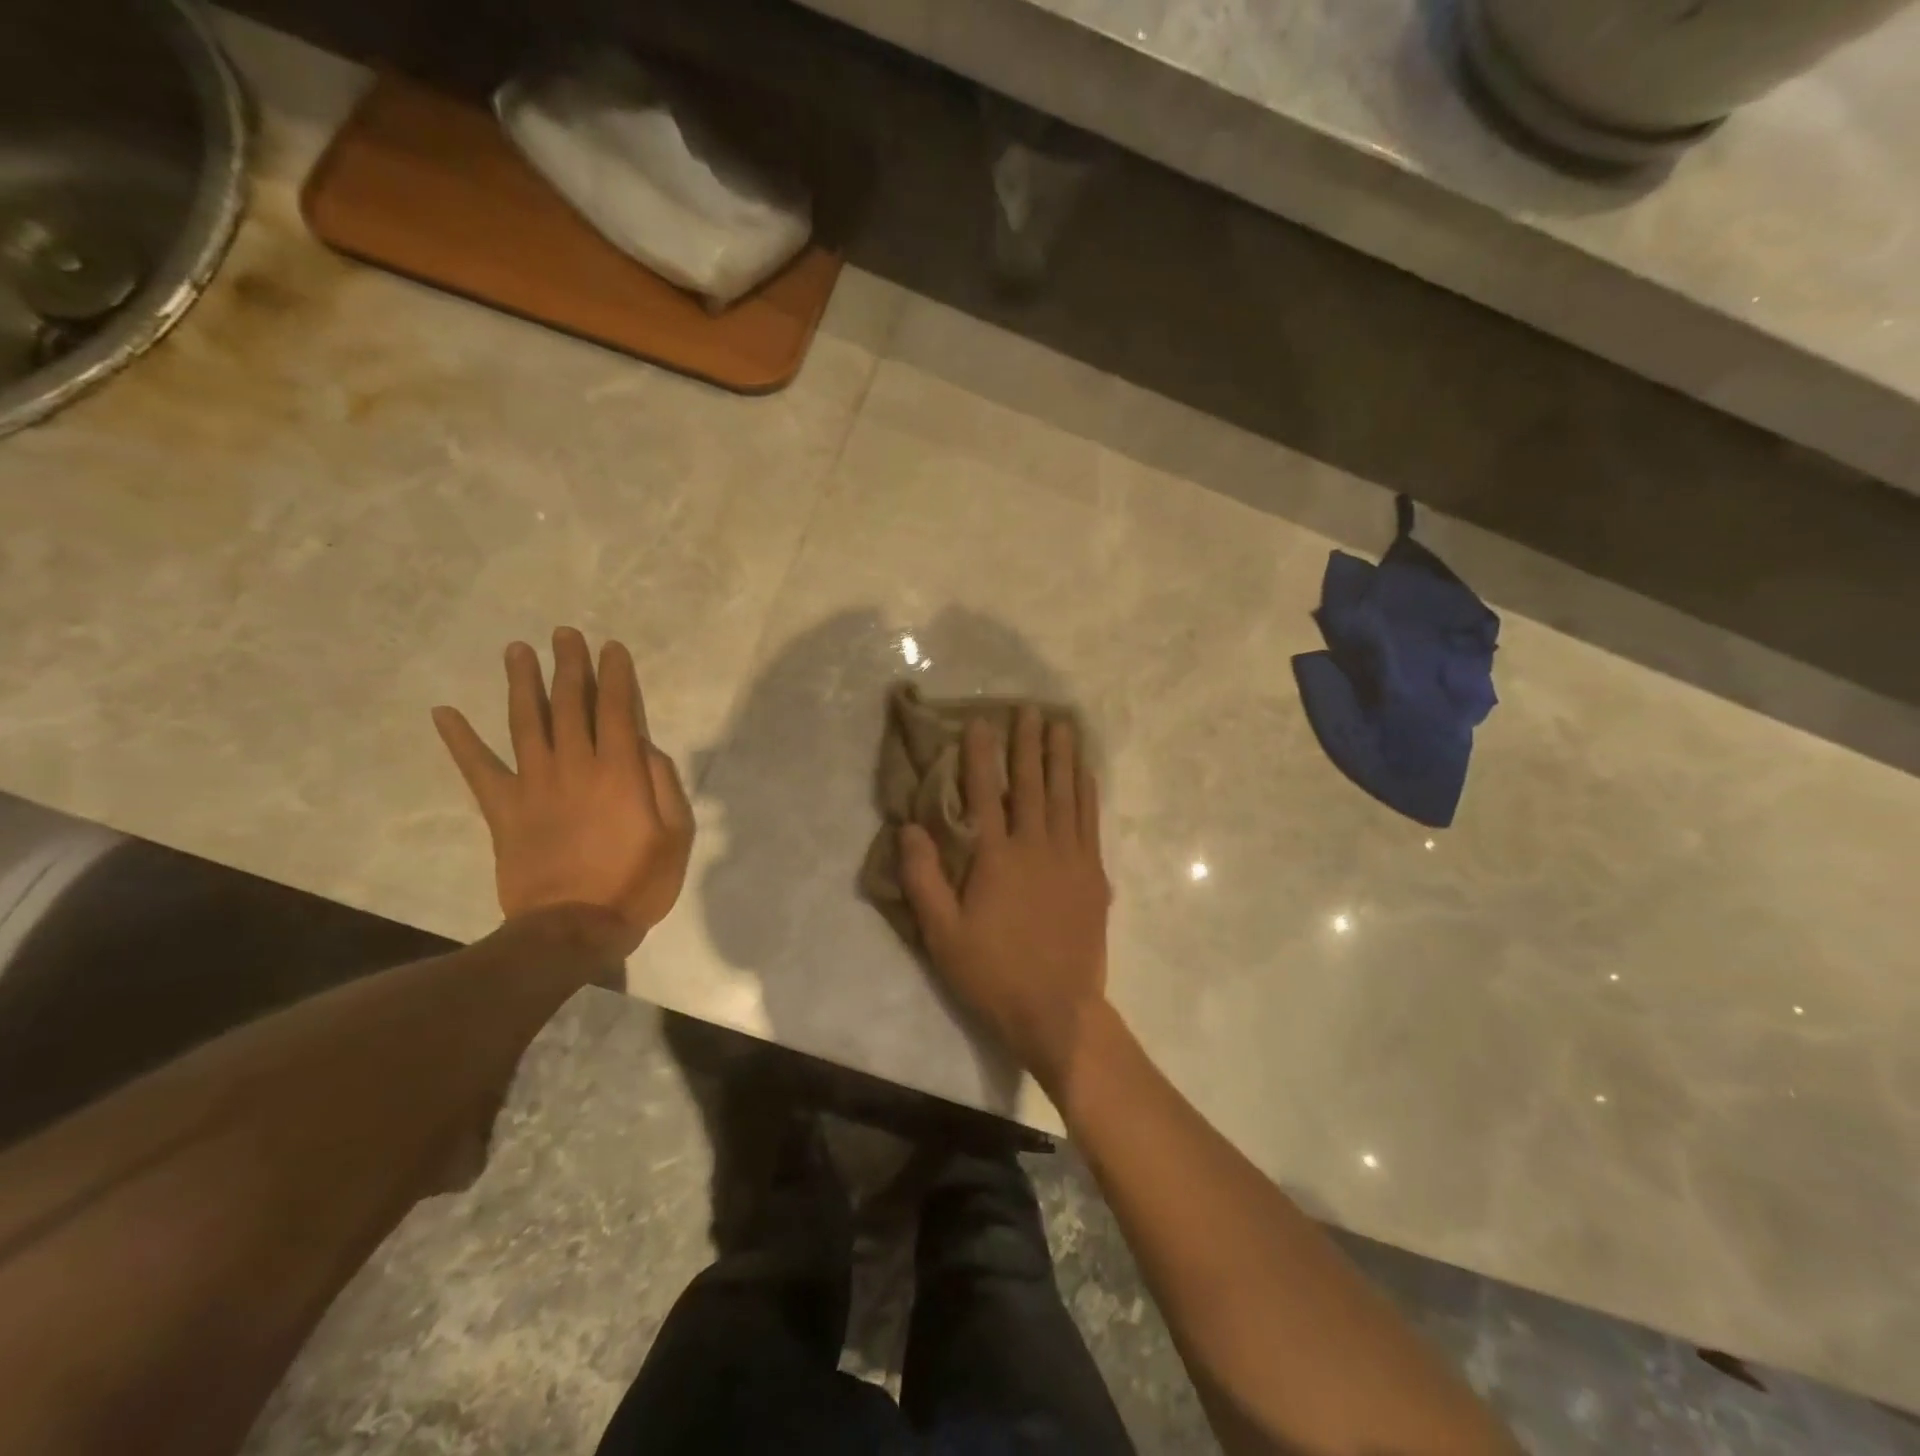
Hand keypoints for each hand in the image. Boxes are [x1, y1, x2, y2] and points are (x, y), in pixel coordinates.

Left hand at [432, 628, 693, 955]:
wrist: (573, 928)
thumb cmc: (637, 882)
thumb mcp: (676, 835)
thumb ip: (665, 785)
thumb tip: (647, 748)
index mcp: (619, 771)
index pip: (616, 709)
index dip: (615, 676)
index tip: (611, 648)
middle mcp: (574, 766)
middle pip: (570, 705)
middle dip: (569, 666)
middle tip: (564, 634)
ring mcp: (534, 785)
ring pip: (526, 723)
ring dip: (522, 684)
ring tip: (517, 651)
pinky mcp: (503, 809)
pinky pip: (478, 769)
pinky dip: (460, 741)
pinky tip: (444, 713)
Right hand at [900, 707, 1111, 1093]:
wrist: (1057, 1010)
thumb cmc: (992, 973)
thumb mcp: (942, 934)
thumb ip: (923, 878)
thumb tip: (909, 827)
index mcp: (997, 857)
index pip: (987, 793)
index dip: (982, 756)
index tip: (981, 723)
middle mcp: (1036, 846)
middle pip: (1032, 784)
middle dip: (1029, 744)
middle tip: (1030, 710)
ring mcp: (1070, 858)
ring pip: (1066, 795)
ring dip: (1063, 757)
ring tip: (1062, 725)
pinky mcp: (1093, 874)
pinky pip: (1090, 821)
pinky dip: (1087, 792)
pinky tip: (1085, 773)